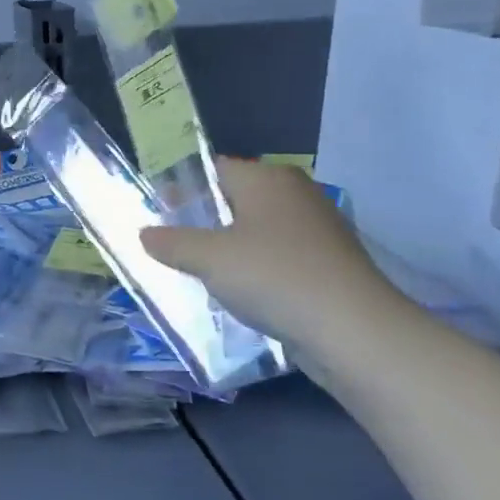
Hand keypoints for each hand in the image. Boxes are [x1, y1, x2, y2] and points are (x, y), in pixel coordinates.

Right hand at [138, 159, 403, 356]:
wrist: (353, 330)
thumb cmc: (273, 277)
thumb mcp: (208, 259)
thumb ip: (171, 243)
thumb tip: (145, 234)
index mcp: (267, 179)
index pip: (213, 168)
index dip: (181, 188)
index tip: (156, 213)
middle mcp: (295, 194)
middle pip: (234, 199)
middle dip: (201, 220)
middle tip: (169, 244)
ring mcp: (316, 229)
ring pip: (255, 230)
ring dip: (226, 247)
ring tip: (196, 271)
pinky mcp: (327, 263)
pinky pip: (276, 256)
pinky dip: (253, 268)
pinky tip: (236, 292)